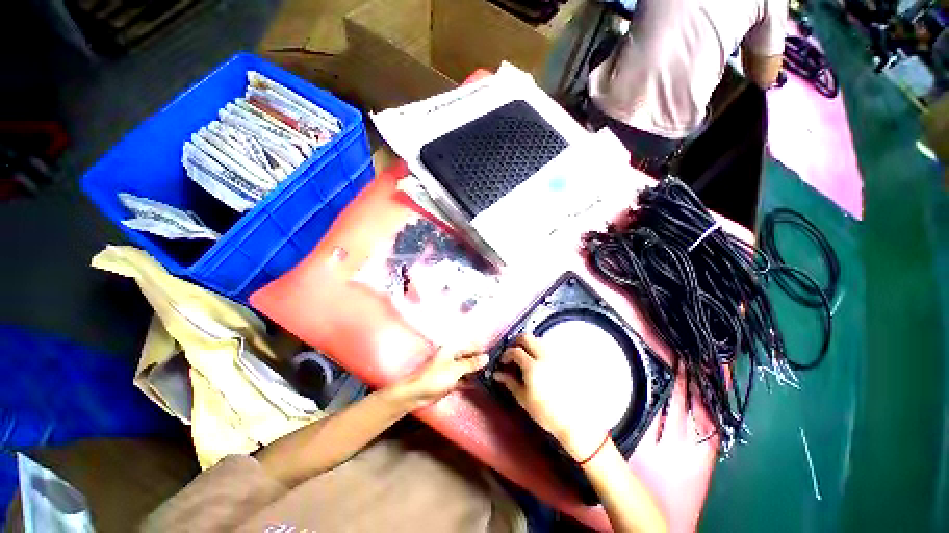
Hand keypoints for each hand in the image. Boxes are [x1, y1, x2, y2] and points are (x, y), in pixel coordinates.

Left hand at [393, 346, 488, 409]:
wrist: (417, 393)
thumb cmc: (436, 377)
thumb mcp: (456, 369)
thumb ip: (471, 363)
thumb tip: (486, 357)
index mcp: (452, 349)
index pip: (470, 345)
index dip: (482, 349)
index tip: (496, 353)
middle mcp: (452, 356)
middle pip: (469, 356)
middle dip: (480, 360)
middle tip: (496, 365)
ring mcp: (450, 368)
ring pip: (467, 367)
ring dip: (476, 370)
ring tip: (491, 374)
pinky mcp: (449, 380)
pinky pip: (463, 378)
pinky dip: (470, 380)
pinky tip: (479, 383)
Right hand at [493, 334, 607, 460]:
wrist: (575, 421)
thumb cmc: (546, 413)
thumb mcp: (524, 399)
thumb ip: (510, 382)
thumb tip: (497, 374)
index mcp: (532, 366)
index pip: (515, 351)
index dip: (506, 354)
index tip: (503, 362)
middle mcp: (544, 356)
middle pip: (527, 337)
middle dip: (517, 342)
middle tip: (514, 353)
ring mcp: (557, 356)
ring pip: (539, 340)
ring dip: (530, 344)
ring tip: (527, 357)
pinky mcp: (566, 359)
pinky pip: (550, 346)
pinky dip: (541, 349)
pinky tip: (541, 362)